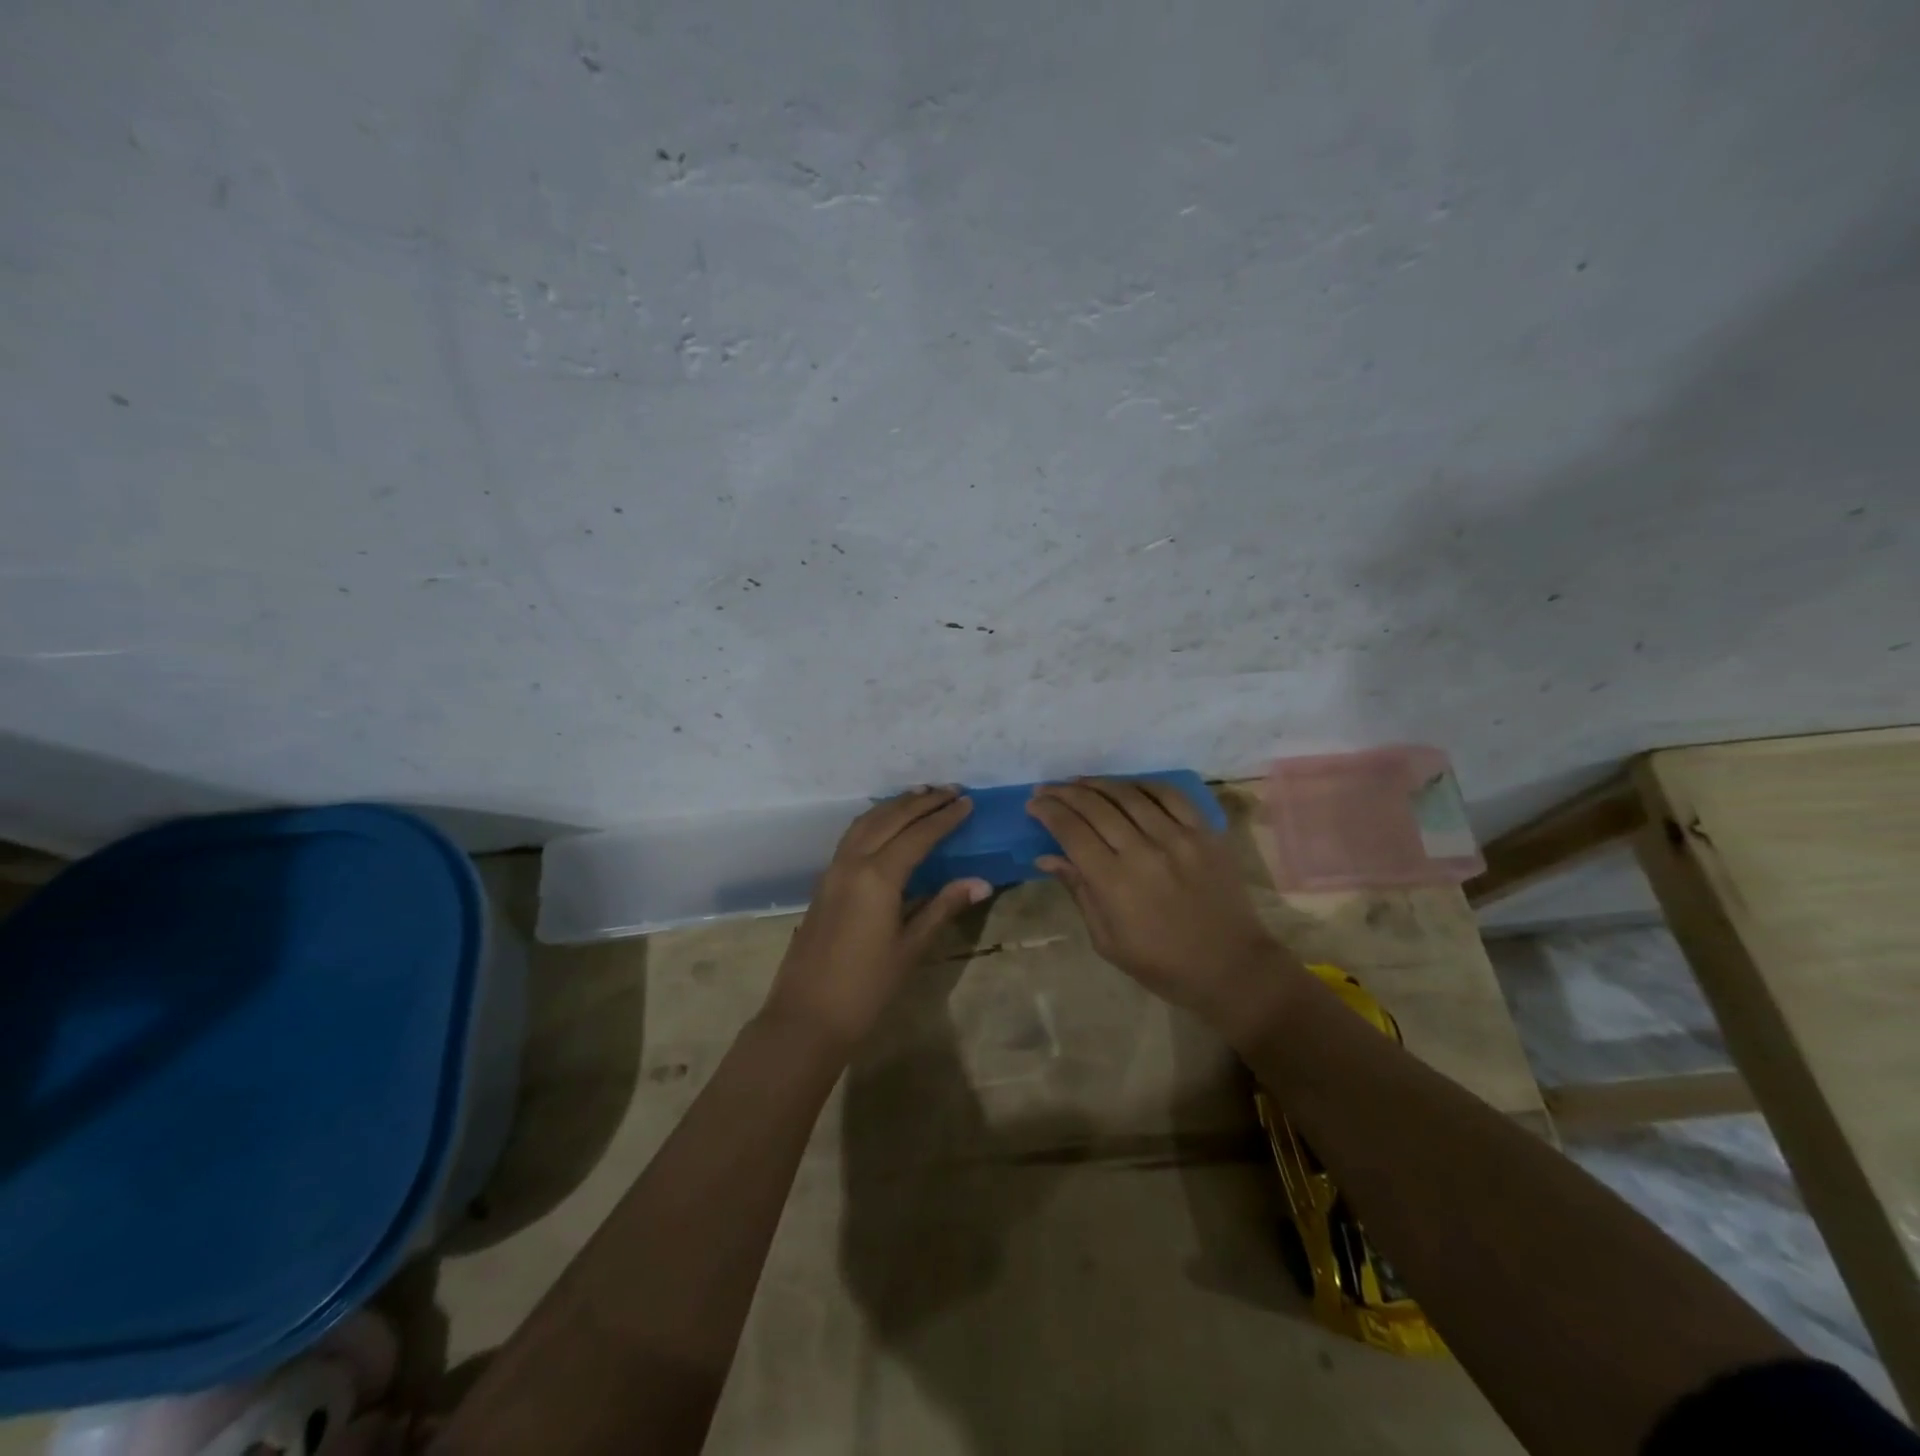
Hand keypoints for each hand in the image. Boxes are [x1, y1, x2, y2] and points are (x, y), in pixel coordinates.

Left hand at [761, 787, 990, 1053]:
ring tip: (920, 794)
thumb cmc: (866, 988)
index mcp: (878, 877)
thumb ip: (942, 907)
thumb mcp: (911, 948)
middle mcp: (853, 863)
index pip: (918, 835)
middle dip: (921, 802)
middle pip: (890, 819)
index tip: (968, 802)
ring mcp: (833, 870)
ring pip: (866, 822)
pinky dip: (874, 820)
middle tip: (950, 789)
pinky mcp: (824, 882)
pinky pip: (852, 836)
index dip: (945, 818)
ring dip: (894, 805)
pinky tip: (885, 823)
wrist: (806, 1017)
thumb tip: (981, 881)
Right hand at [1028, 779, 1304, 1042]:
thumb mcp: (1107, 940)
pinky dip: (1143, 785)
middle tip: (1047, 789)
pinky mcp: (1205, 832)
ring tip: (1078, 782)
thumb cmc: (1162, 964)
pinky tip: (1126, 786)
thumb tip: (1047, 857)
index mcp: (1115, 882)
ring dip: (1097, 784)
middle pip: (1095, 806)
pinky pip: (1170, 795)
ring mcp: (1178, 837)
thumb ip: (1078, 891)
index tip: (1033, 805)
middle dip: (1064, 793)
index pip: (1071, 831)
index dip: (1048, 812)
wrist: (1232, 967)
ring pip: (1129, 794)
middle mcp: (1144, 850)